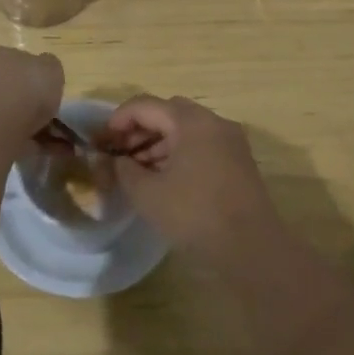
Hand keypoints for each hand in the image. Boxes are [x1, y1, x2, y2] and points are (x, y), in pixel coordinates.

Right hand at [98, 95, 278, 258]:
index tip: (101, 141)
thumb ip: (123, 170)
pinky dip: (179, 152)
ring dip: (159, 142)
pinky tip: (164, 178)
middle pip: (168, 112)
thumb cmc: (195, 214)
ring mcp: (230, 141)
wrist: (252, 248)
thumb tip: (115, 161)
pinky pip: (201, 144)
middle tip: (119, 153)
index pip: (145, 105)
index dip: (118, 120)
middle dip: (139, 129)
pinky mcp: (238, 162)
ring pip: (186, 129)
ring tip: (138, 169)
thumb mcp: (147, 194)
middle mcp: (213, 122)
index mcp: (190, 121)